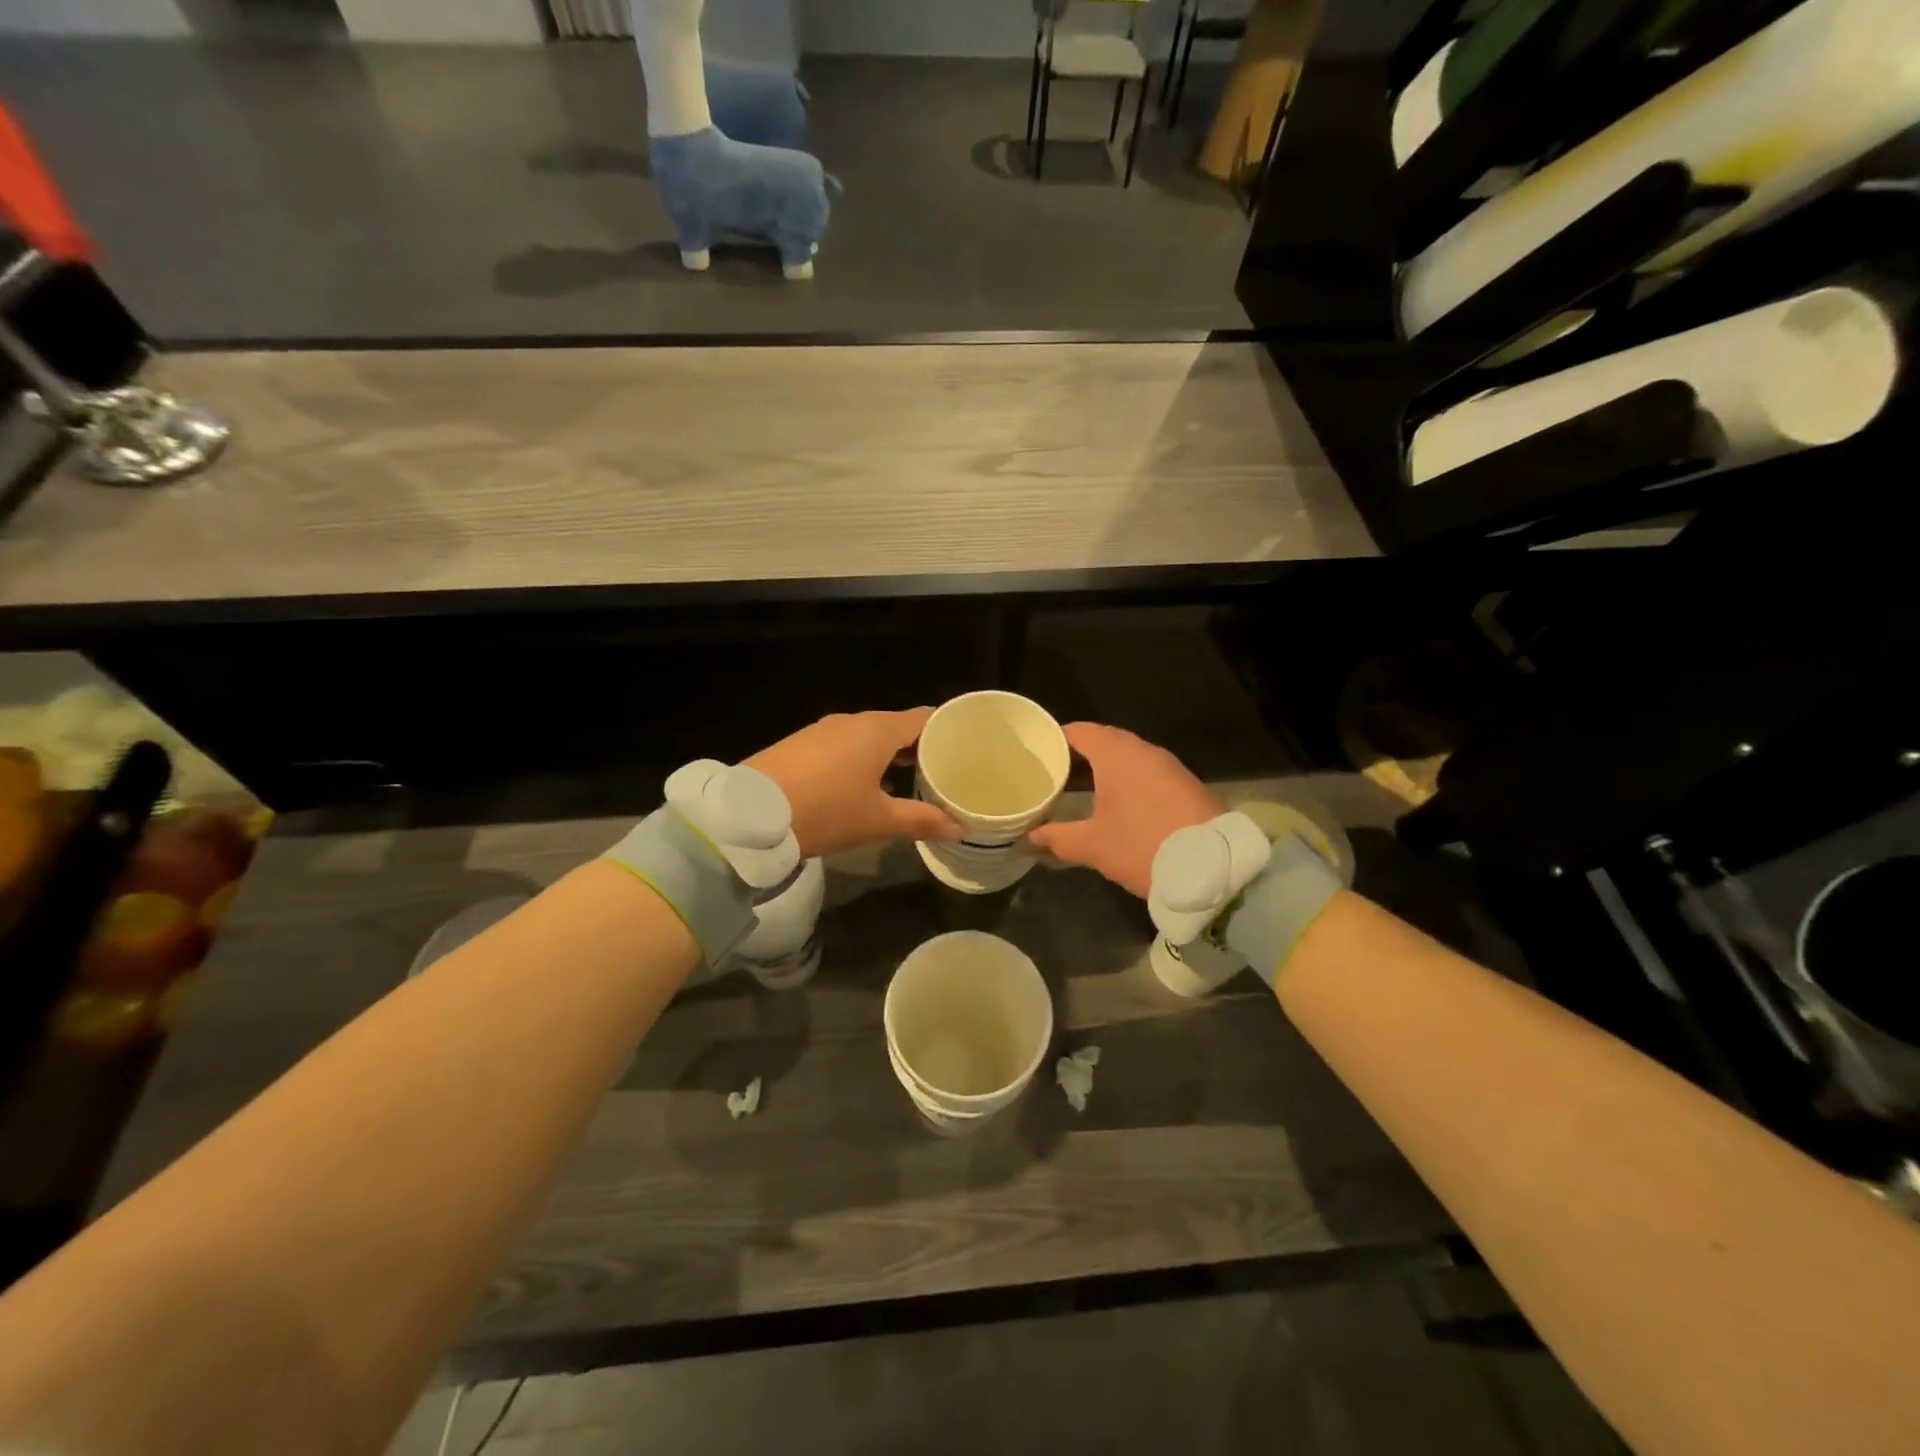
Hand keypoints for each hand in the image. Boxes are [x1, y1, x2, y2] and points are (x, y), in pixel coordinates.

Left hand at [746, 709, 961, 859]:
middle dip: (919, 747)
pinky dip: (862, 759)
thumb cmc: (825, 810)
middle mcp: (852, 721)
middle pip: (897, 726)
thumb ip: (921, 820)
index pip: (924, 718)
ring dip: (889, 755)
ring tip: (908, 781)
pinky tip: (864, 786)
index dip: (946, 731)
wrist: (748, 815)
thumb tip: (960, 829)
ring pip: (869, 736)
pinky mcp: (801, 744)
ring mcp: (823, 731)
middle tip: (942, 771)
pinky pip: (844, 745)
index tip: (965, 749)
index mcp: (877, 730)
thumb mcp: (876, 820)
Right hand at [1026, 723, 1221, 897]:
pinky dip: (1129, 779)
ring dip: (1106, 767)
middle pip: (1105, 740)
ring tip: (1082, 787)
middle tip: (1055, 772)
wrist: (1212, 868)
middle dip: (1080, 753)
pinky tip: (1119, 802)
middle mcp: (1144, 751)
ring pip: (1129, 756)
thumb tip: (1028, 838)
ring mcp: (1169, 766)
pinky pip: (1148, 771)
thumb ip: (1057, 838)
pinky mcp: (1186, 784)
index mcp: (1117, 755)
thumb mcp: (1093, 846)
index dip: (1056, 738)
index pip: (1080, 731)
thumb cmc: (1142, 846)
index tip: (1038, 752)